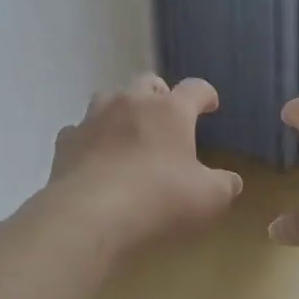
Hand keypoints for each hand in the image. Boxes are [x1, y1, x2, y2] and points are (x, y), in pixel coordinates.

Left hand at [44, 73, 243, 255]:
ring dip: (123, 110)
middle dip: (160, 96)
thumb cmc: (158, 200)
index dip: (206, 95)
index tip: (210, 105)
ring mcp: (95, 117)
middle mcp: (132, 103)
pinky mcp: (67, 139)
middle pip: (149, 82)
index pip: (195, 89)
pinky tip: (95, 157)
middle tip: (167, 118)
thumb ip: (224, 185)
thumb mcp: (207, 199)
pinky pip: (81, 129)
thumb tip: (230, 180)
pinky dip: (91, 138)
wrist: (88, 215)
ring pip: (111, 98)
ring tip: (128, 133)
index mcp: (170, 111)